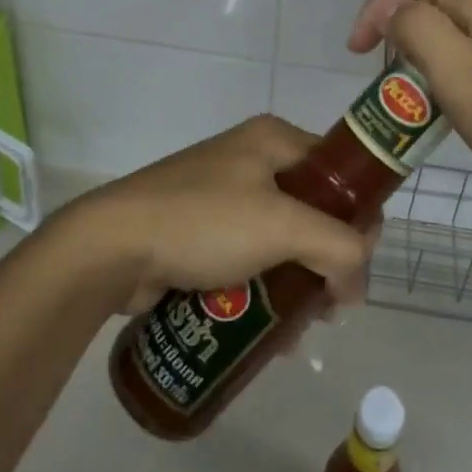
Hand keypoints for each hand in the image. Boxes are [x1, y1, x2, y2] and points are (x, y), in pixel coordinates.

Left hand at [63, 115, 377, 314]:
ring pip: (282, 240)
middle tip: (332, 304)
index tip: (359, 264)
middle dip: (328, 259)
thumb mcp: (283, 226)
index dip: (359, 215)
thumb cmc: (204, 221)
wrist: (112, 246)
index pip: (339, 171)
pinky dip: (265, 290)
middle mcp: (252, 159)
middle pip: (313, 209)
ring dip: (299, 282)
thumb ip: (338, 249)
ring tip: (302, 328)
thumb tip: (356, 288)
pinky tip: (270, 332)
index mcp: (274, 140)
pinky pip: (250, 259)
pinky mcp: (201, 232)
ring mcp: (223, 196)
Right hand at [347, 0, 471, 208]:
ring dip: (426, 40)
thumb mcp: (463, 81)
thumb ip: (419, 31)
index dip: (375, 6)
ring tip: (418, 86)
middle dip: (398, 23)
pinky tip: (462, 90)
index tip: (359, 54)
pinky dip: (456, 51)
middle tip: (387, 75)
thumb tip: (392, 8)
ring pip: (458, 13)